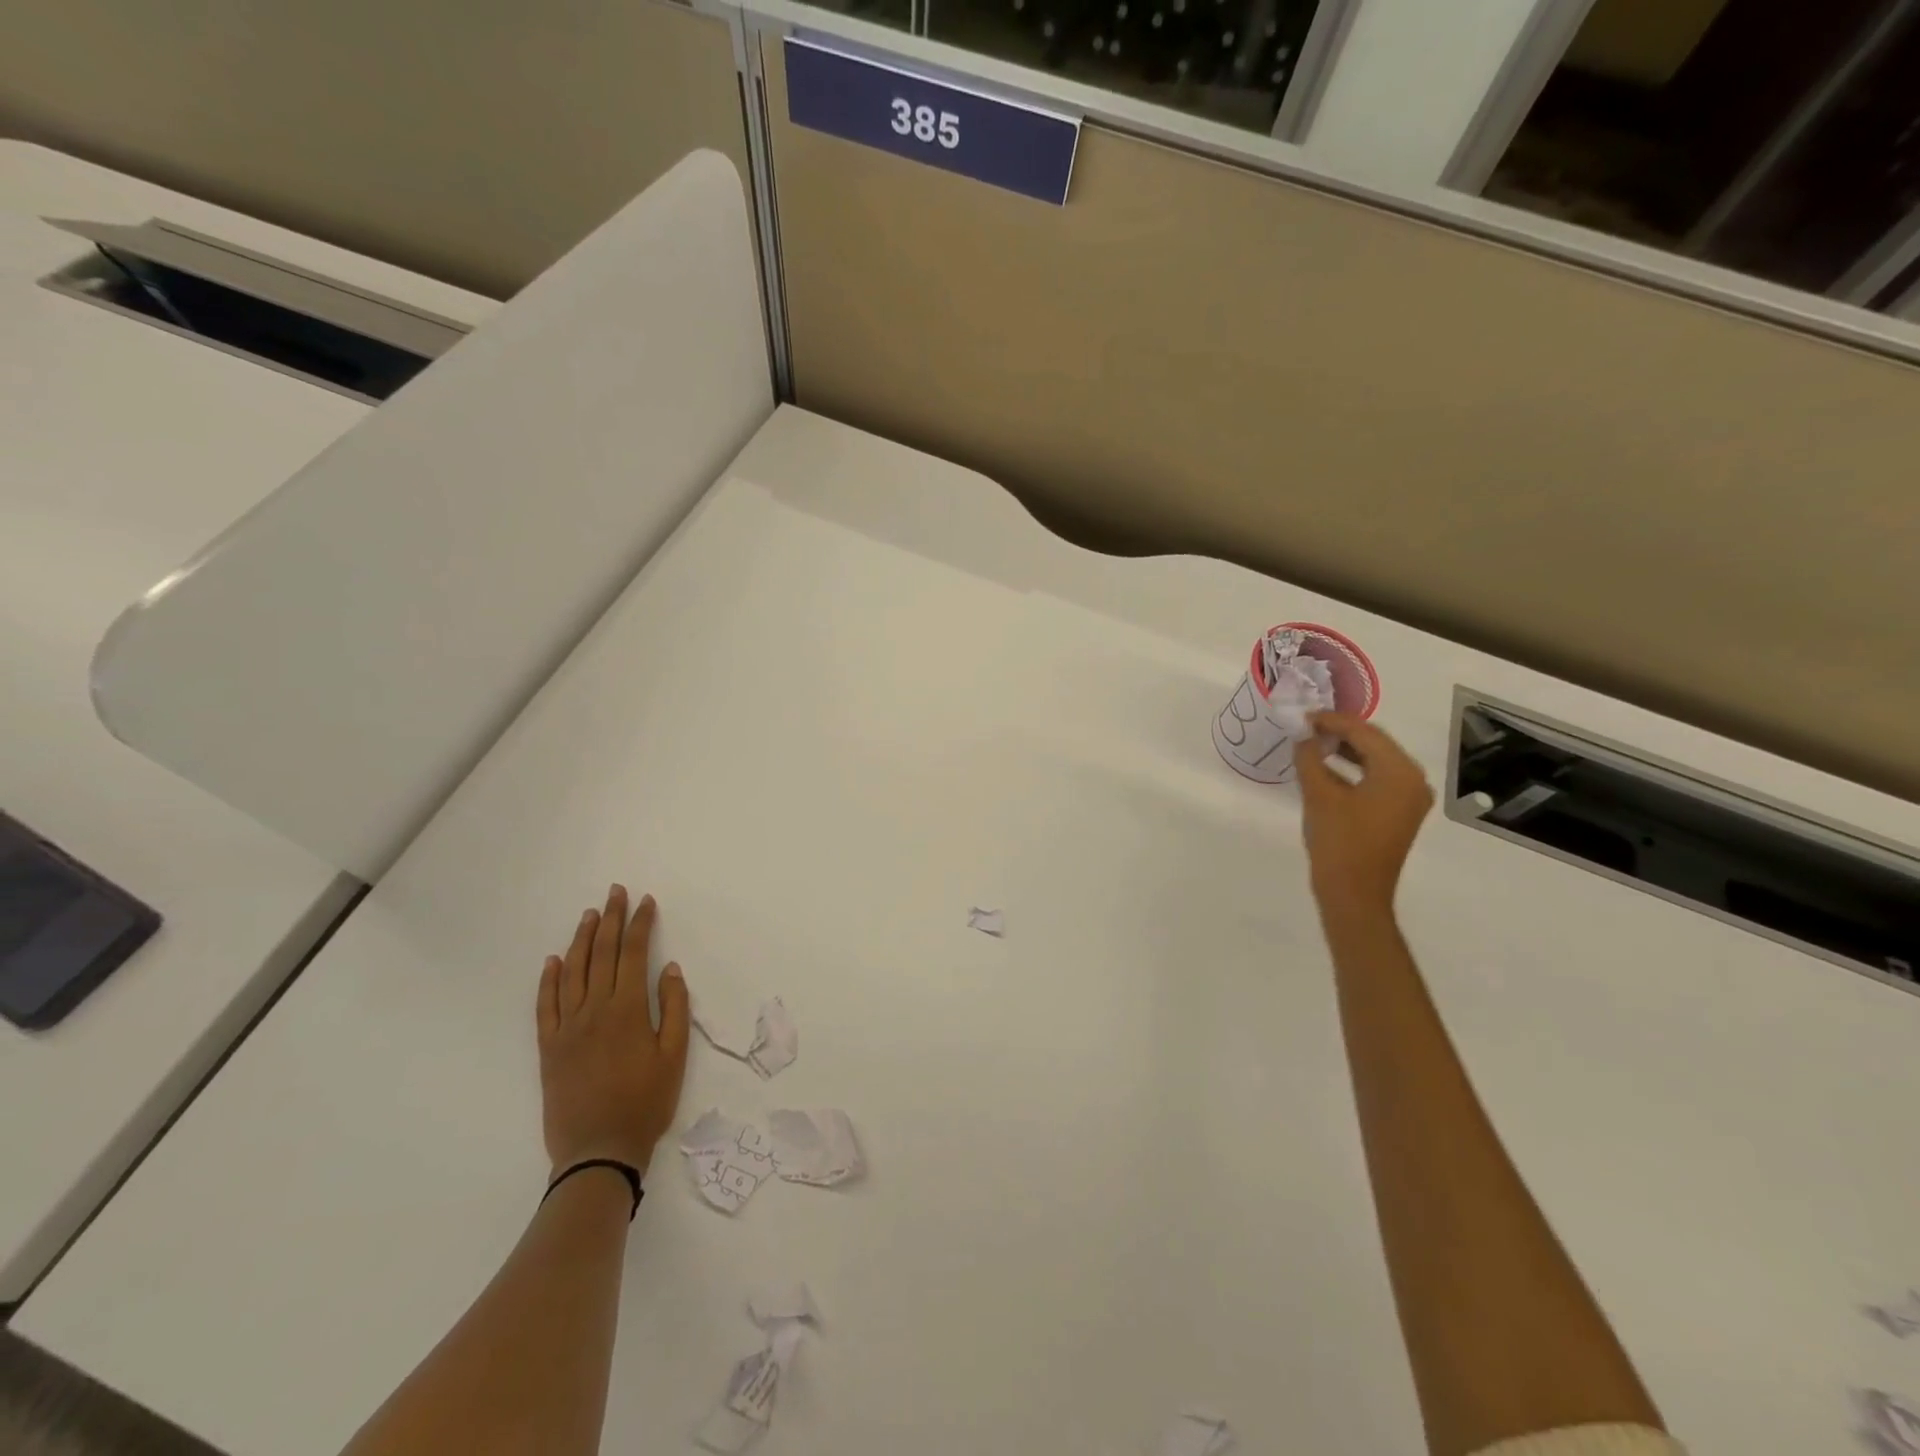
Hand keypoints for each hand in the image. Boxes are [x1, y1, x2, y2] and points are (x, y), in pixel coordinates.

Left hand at [536, 884, 689, 1177]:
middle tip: (615, 892)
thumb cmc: (646, 1102)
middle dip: (611, 919)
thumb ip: (674, 1008)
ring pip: (572, 972)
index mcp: (628, 1009)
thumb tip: (670, 968)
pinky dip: (548, 979)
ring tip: (589, 915)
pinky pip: (545, 1004)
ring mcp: (567, 1027)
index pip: (634, 953)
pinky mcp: (549, 1047)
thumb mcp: (675, 1055)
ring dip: (581, 939)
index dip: (640, 924)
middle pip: (602, 954)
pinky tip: (553, 960)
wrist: (598, 1151)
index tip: (645, 901)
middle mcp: (594, 1009)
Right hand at [1296, 713, 1433, 916]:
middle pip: (1374, 743)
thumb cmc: (1339, 842)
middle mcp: (1412, 780)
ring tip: (1313, 744)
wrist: (1355, 894)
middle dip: (1340, 733)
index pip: (1365, 732)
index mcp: (1399, 772)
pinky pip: (1376, 780)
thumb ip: (1310, 759)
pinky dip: (1352, 771)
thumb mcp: (1319, 795)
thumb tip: (1304, 738)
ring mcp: (1408, 799)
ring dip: (1345, 751)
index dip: (1333, 721)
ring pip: (1375, 761)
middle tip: (1307, 727)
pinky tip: (1325, 770)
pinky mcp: (1398, 814)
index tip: (1304, 716)